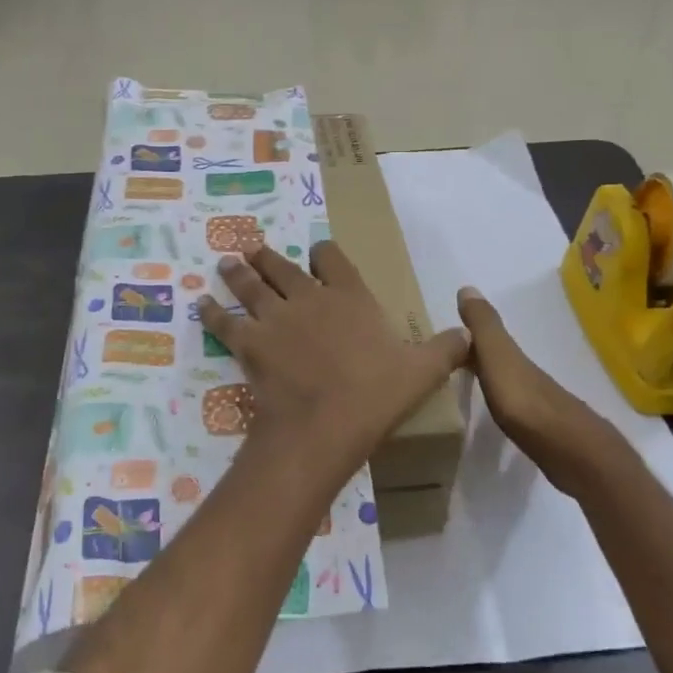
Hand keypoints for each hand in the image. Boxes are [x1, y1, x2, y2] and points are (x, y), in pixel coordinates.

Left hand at [200, 243, 469, 486]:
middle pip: (283, 266)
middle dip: (268, 256)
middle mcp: (308, 297)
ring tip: (227, 263)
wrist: (326, 423)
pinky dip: (212, 312)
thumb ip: (447, 348)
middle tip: (253, 249)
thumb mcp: (423, 370)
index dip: (323, 252)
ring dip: (238, 273)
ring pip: (251, 285)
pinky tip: (202, 305)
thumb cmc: (377, 393)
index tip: (318, 253)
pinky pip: (225, 322)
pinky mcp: (249, 342)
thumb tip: (470, 333)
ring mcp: (275, 317)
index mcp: (349, 295)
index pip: (332, 257)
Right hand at [457, 285, 625, 490]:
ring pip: (504, 382)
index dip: (464, 334)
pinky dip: (498, 402)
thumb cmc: (526, 401)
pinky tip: (493, 414)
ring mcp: (536, 403)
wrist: (571, 451)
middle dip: (473, 356)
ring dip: (486, 379)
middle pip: (495, 359)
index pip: (484, 338)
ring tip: (462, 386)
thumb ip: (484, 326)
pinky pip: (511, 407)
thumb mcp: (499, 358)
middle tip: (443, 361)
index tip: (439, 338)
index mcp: (513, 358)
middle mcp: (525, 375)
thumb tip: (467, 287)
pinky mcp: (540, 430)